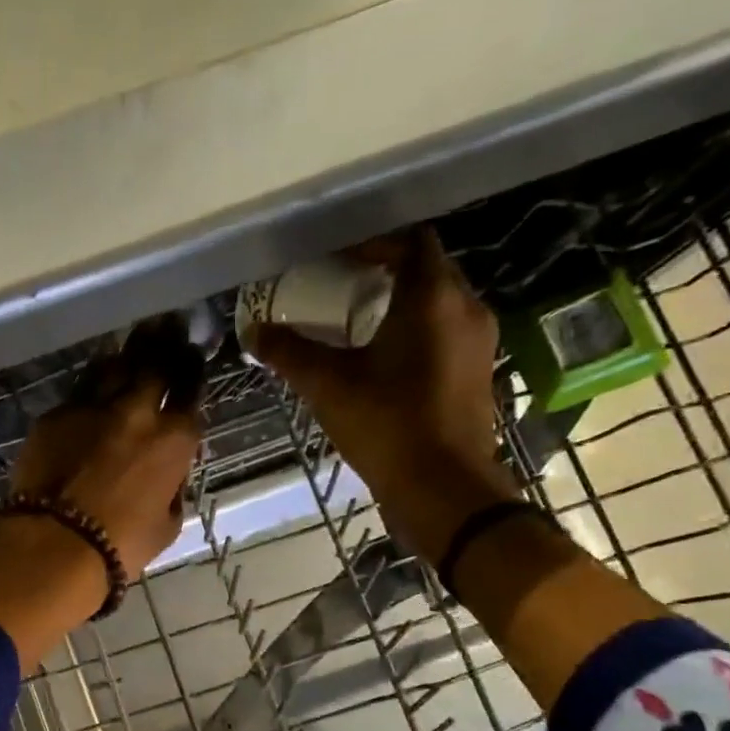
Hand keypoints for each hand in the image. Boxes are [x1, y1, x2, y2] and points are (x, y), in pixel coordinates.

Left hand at [8, 320, 205, 577]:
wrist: (53, 543)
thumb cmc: (120, 546)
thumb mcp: (167, 524)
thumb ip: (173, 489)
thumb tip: (168, 474)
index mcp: (173, 440)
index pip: (190, 392)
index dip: (192, 371)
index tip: (193, 357)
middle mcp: (136, 411)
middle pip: (155, 363)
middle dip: (166, 341)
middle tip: (169, 325)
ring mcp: (92, 407)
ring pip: (114, 365)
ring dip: (129, 353)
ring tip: (136, 340)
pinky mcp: (55, 415)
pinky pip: (79, 389)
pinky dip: (93, 382)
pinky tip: (96, 379)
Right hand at [248, 226, 518, 559]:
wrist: (443, 488)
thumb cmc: (387, 424)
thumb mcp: (327, 385)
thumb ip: (288, 352)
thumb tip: (253, 331)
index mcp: (433, 299)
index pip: (410, 242)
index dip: (372, 242)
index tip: (333, 258)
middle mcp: (465, 309)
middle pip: (425, 269)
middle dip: (381, 271)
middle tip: (335, 285)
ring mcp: (476, 342)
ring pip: (435, 303)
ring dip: (396, 302)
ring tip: (350, 319)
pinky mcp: (474, 372)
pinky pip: (442, 331)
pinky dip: (411, 329)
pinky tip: (376, 356)